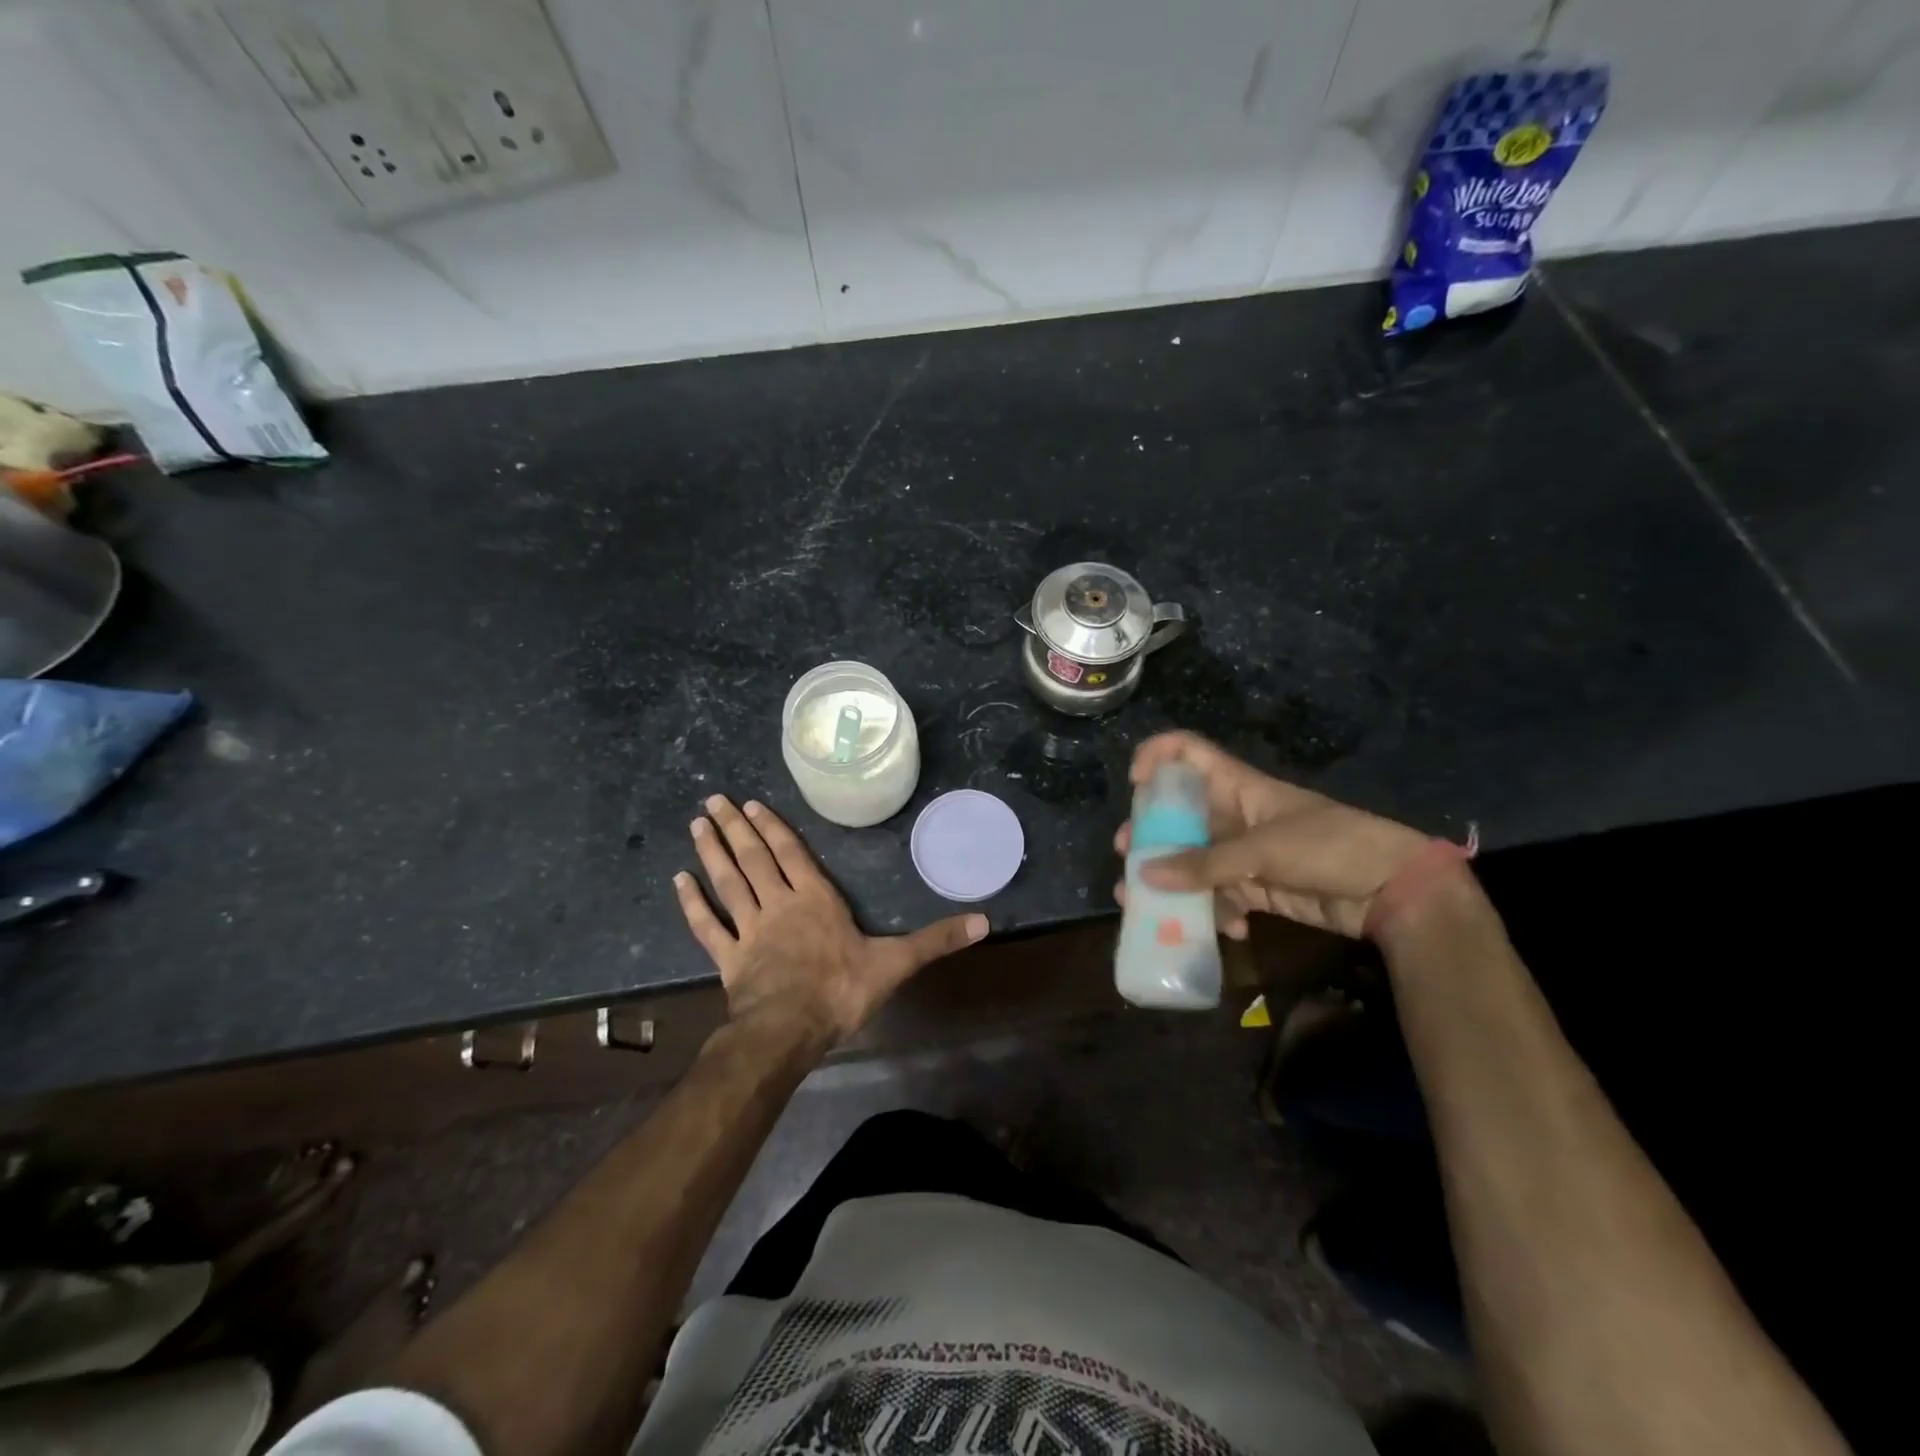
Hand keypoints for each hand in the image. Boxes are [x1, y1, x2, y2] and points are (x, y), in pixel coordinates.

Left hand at [674, 795, 986, 1043]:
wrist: (789, 1032)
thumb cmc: (841, 991)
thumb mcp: (896, 964)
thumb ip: (936, 940)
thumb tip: (985, 921)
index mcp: (815, 900)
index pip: (792, 854)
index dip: (773, 828)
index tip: (753, 804)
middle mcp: (779, 905)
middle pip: (754, 858)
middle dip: (735, 827)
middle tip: (714, 800)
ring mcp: (749, 930)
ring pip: (728, 882)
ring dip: (711, 852)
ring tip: (696, 824)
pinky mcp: (728, 958)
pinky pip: (707, 926)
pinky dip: (692, 903)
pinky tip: (678, 881)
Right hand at [1115, 732, 1428, 938]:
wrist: (1392, 890)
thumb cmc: (1330, 846)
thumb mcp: (1264, 851)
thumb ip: (1205, 864)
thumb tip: (1144, 873)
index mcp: (1237, 786)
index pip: (1187, 753)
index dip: (1156, 757)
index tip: (1135, 785)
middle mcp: (1233, 815)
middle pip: (1178, 814)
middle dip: (1150, 835)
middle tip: (1128, 857)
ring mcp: (1243, 853)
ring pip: (1192, 860)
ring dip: (1172, 883)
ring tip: (1148, 907)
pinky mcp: (1256, 887)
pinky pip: (1219, 895)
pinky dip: (1215, 912)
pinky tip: (1229, 928)